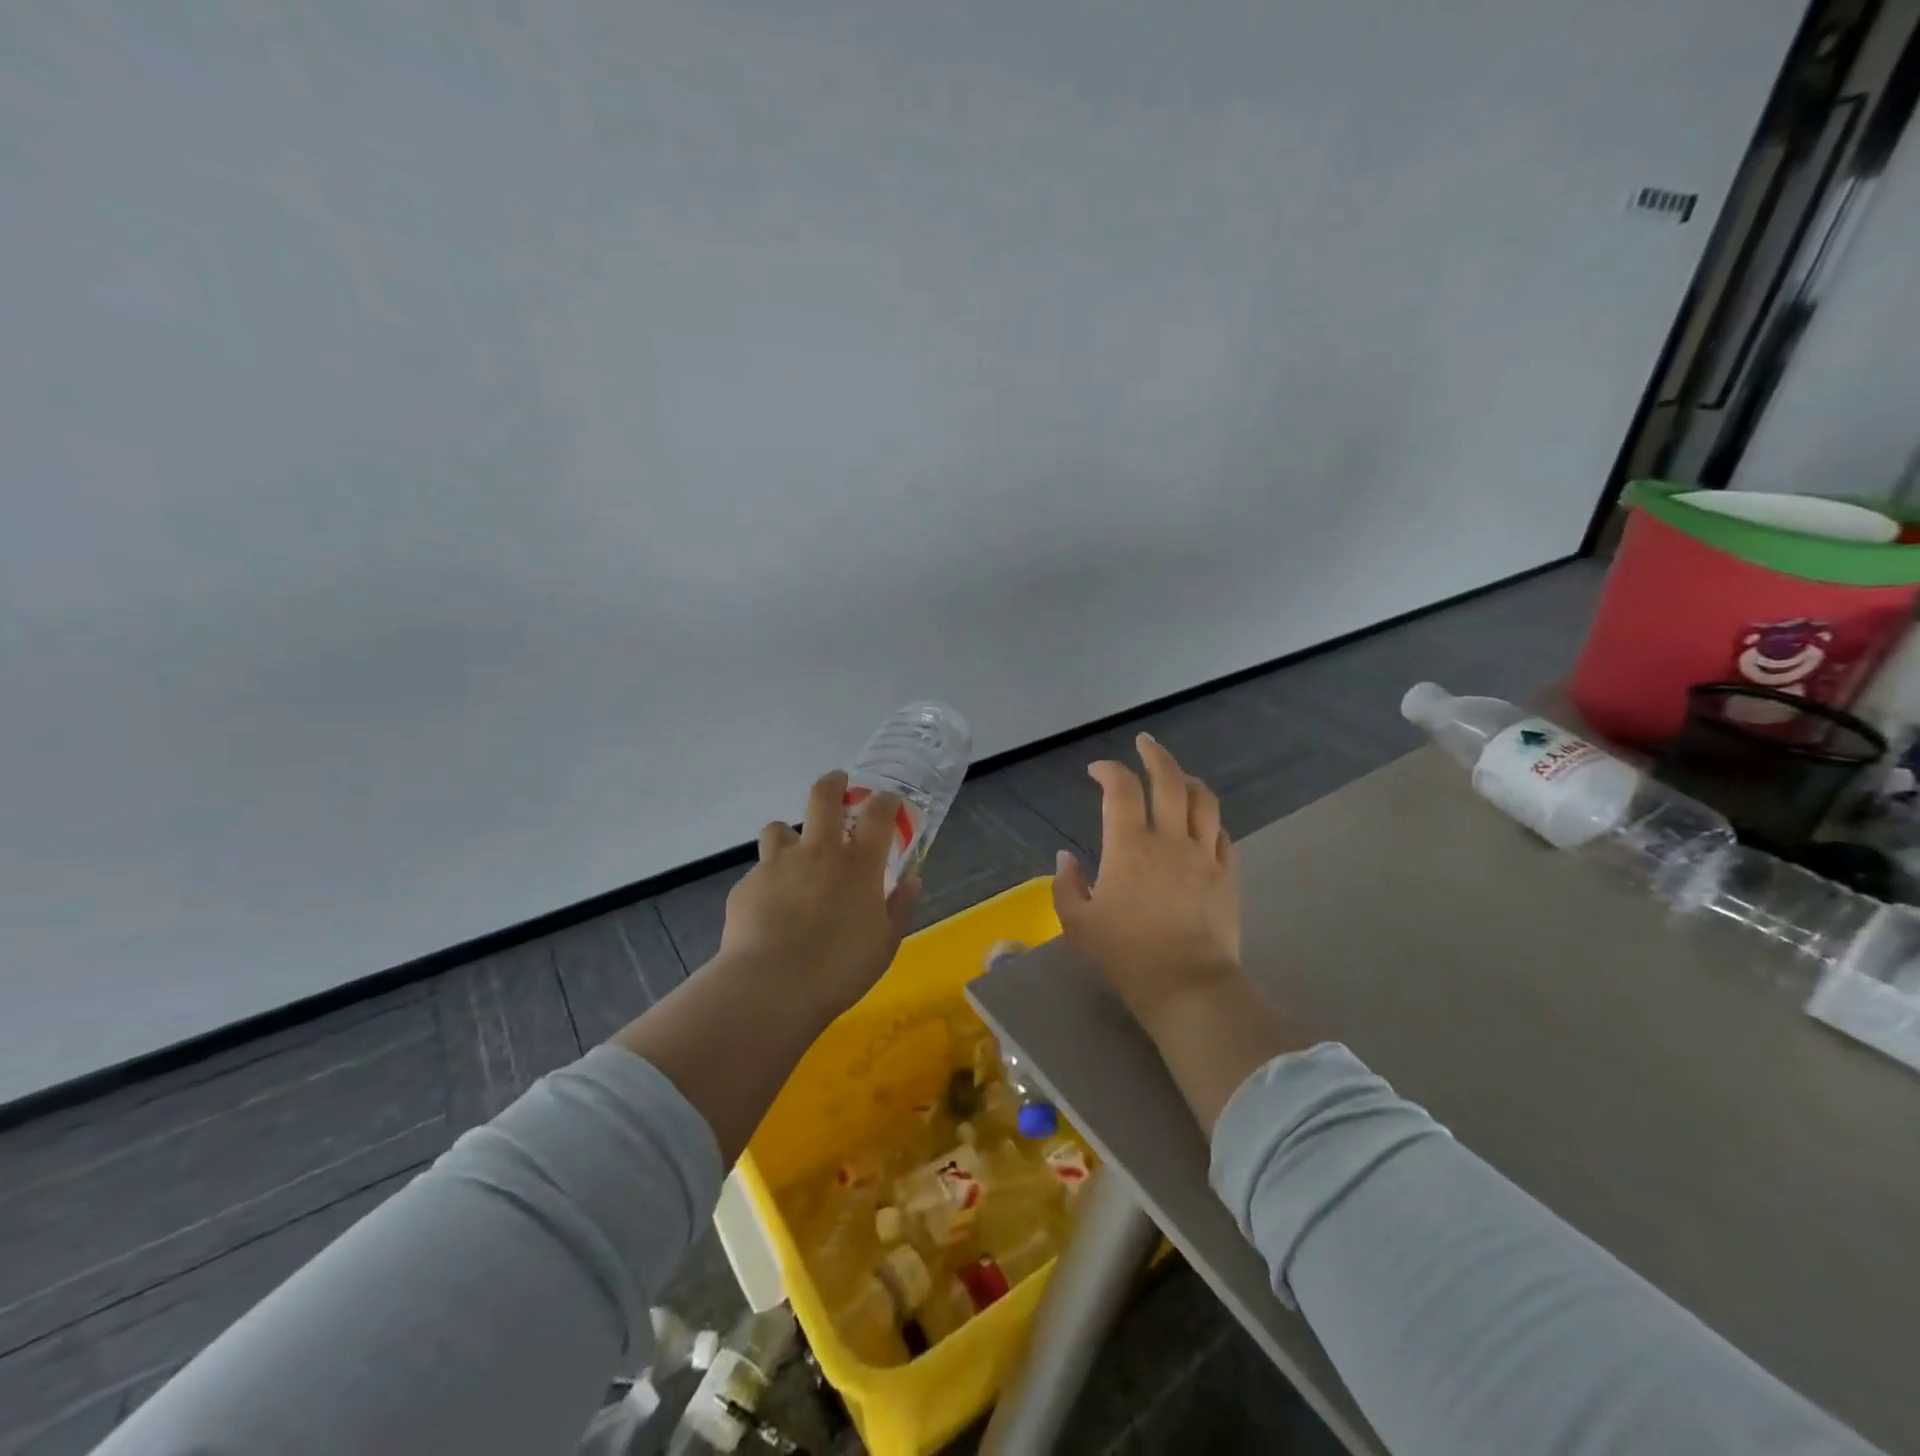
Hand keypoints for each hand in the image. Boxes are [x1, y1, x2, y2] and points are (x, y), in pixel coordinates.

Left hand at [716, 770, 917, 1021]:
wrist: (772, 986)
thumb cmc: (840, 968)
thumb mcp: (885, 944)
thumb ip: (899, 907)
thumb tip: (911, 880)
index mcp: (859, 864)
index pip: (878, 813)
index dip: (886, 801)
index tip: (888, 801)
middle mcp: (819, 852)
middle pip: (823, 796)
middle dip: (833, 783)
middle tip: (838, 784)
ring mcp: (778, 864)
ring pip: (779, 828)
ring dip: (790, 836)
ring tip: (793, 857)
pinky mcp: (747, 884)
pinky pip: (761, 872)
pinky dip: (770, 882)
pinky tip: (771, 910)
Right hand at [1053, 733, 1240, 1027]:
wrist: (1187, 987)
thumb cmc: (1126, 956)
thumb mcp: (1077, 923)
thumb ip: (1066, 885)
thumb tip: (1066, 857)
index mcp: (1129, 846)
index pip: (1121, 789)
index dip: (1108, 770)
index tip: (1096, 771)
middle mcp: (1170, 840)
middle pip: (1169, 780)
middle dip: (1155, 755)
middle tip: (1144, 743)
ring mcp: (1204, 856)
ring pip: (1204, 801)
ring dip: (1188, 780)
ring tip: (1177, 776)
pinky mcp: (1227, 876)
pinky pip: (1223, 835)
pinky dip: (1209, 820)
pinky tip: (1202, 823)